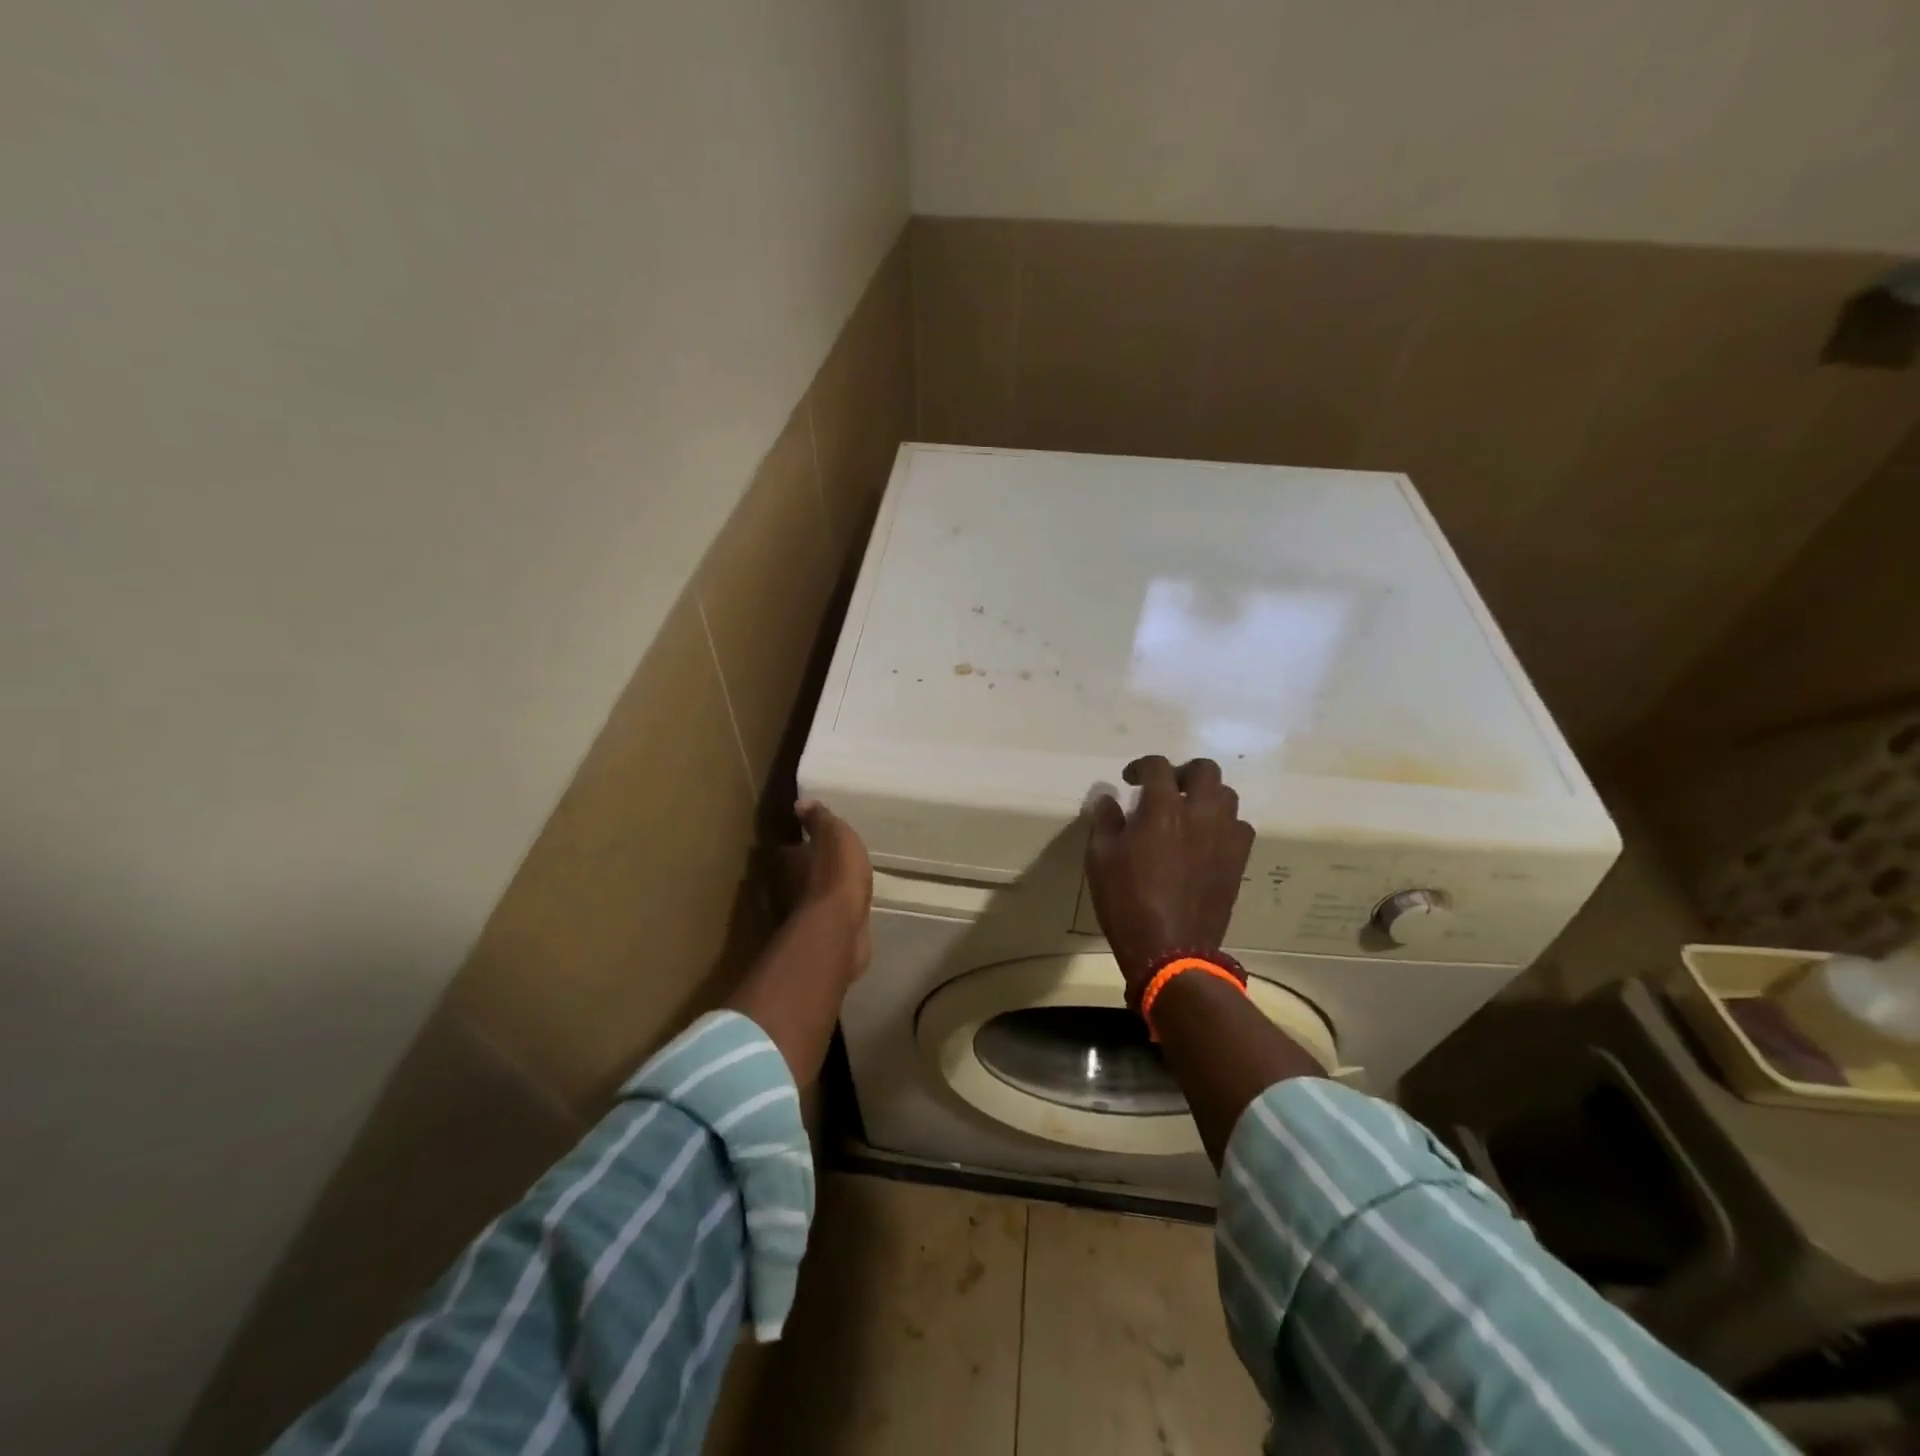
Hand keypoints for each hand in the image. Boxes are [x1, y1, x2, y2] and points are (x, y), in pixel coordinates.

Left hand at [796, 799, 873, 982]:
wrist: (839, 929)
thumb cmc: (835, 875)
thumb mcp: (834, 836)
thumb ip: (819, 819)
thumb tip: (800, 803)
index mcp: (784, 860)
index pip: (787, 848)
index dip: (799, 844)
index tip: (811, 841)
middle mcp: (781, 888)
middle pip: (791, 875)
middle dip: (806, 871)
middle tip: (828, 864)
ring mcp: (795, 916)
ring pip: (805, 899)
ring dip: (818, 894)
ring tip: (839, 887)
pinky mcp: (813, 937)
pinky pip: (821, 920)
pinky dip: (829, 916)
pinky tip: (844, 911)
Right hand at [1085, 757, 1253, 998]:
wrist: (1169, 949)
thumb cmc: (1126, 901)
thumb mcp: (1100, 859)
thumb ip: (1105, 821)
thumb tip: (1109, 799)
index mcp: (1163, 808)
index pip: (1158, 766)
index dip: (1141, 766)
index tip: (1129, 780)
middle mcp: (1201, 813)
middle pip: (1205, 770)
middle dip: (1183, 772)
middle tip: (1166, 790)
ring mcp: (1225, 837)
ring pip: (1227, 796)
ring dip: (1206, 796)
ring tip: (1188, 813)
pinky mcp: (1238, 860)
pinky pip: (1239, 827)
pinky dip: (1223, 824)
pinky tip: (1205, 840)